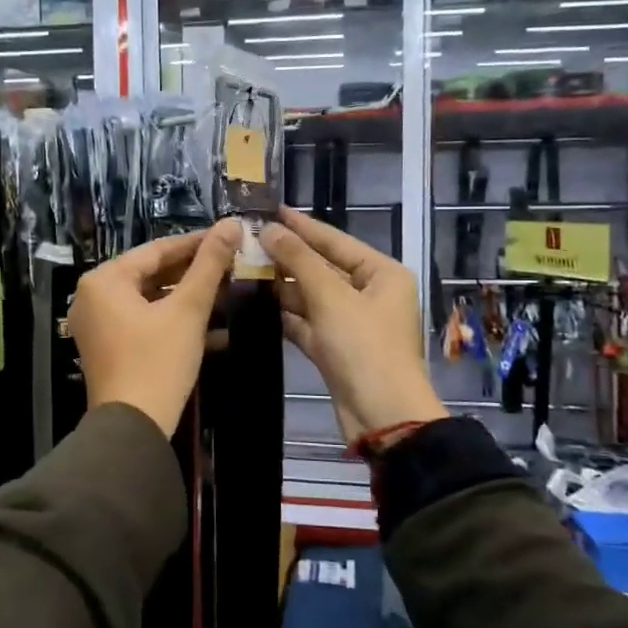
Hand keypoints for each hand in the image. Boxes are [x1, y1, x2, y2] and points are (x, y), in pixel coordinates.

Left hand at [70, 220, 241, 435]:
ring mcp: (98, 325)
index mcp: (104, 280)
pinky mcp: (109, 348)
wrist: (133, 428)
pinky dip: (173, 321)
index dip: (196, 243)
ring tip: (227, 291)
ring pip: (150, 300)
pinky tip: (213, 327)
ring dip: (187, 298)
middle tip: (231, 265)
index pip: (157, 250)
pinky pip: (144, 322)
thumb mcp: (188, 310)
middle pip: (151, 274)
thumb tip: (231, 223)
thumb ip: (209, 264)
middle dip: (193, 272)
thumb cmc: (158, 361)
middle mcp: (93, 297)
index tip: (229, 236)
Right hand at [262, 206, 446, 445]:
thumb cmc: (364, 347)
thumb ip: (299, 260)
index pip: (335, 241)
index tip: (271, 210)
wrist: (382, 417)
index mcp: (382, 274)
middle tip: (249, 241)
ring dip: (283, 286)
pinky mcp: (336, 349)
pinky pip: (308, 323)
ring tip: (244, 268)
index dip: (302, 226)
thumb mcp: (331, 298)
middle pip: (323, 268)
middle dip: (288, 257)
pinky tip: (256, 303)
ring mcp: (352, 323)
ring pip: (312, 296)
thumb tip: (269, 229)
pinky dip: (286, 315)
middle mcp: (370, 294)